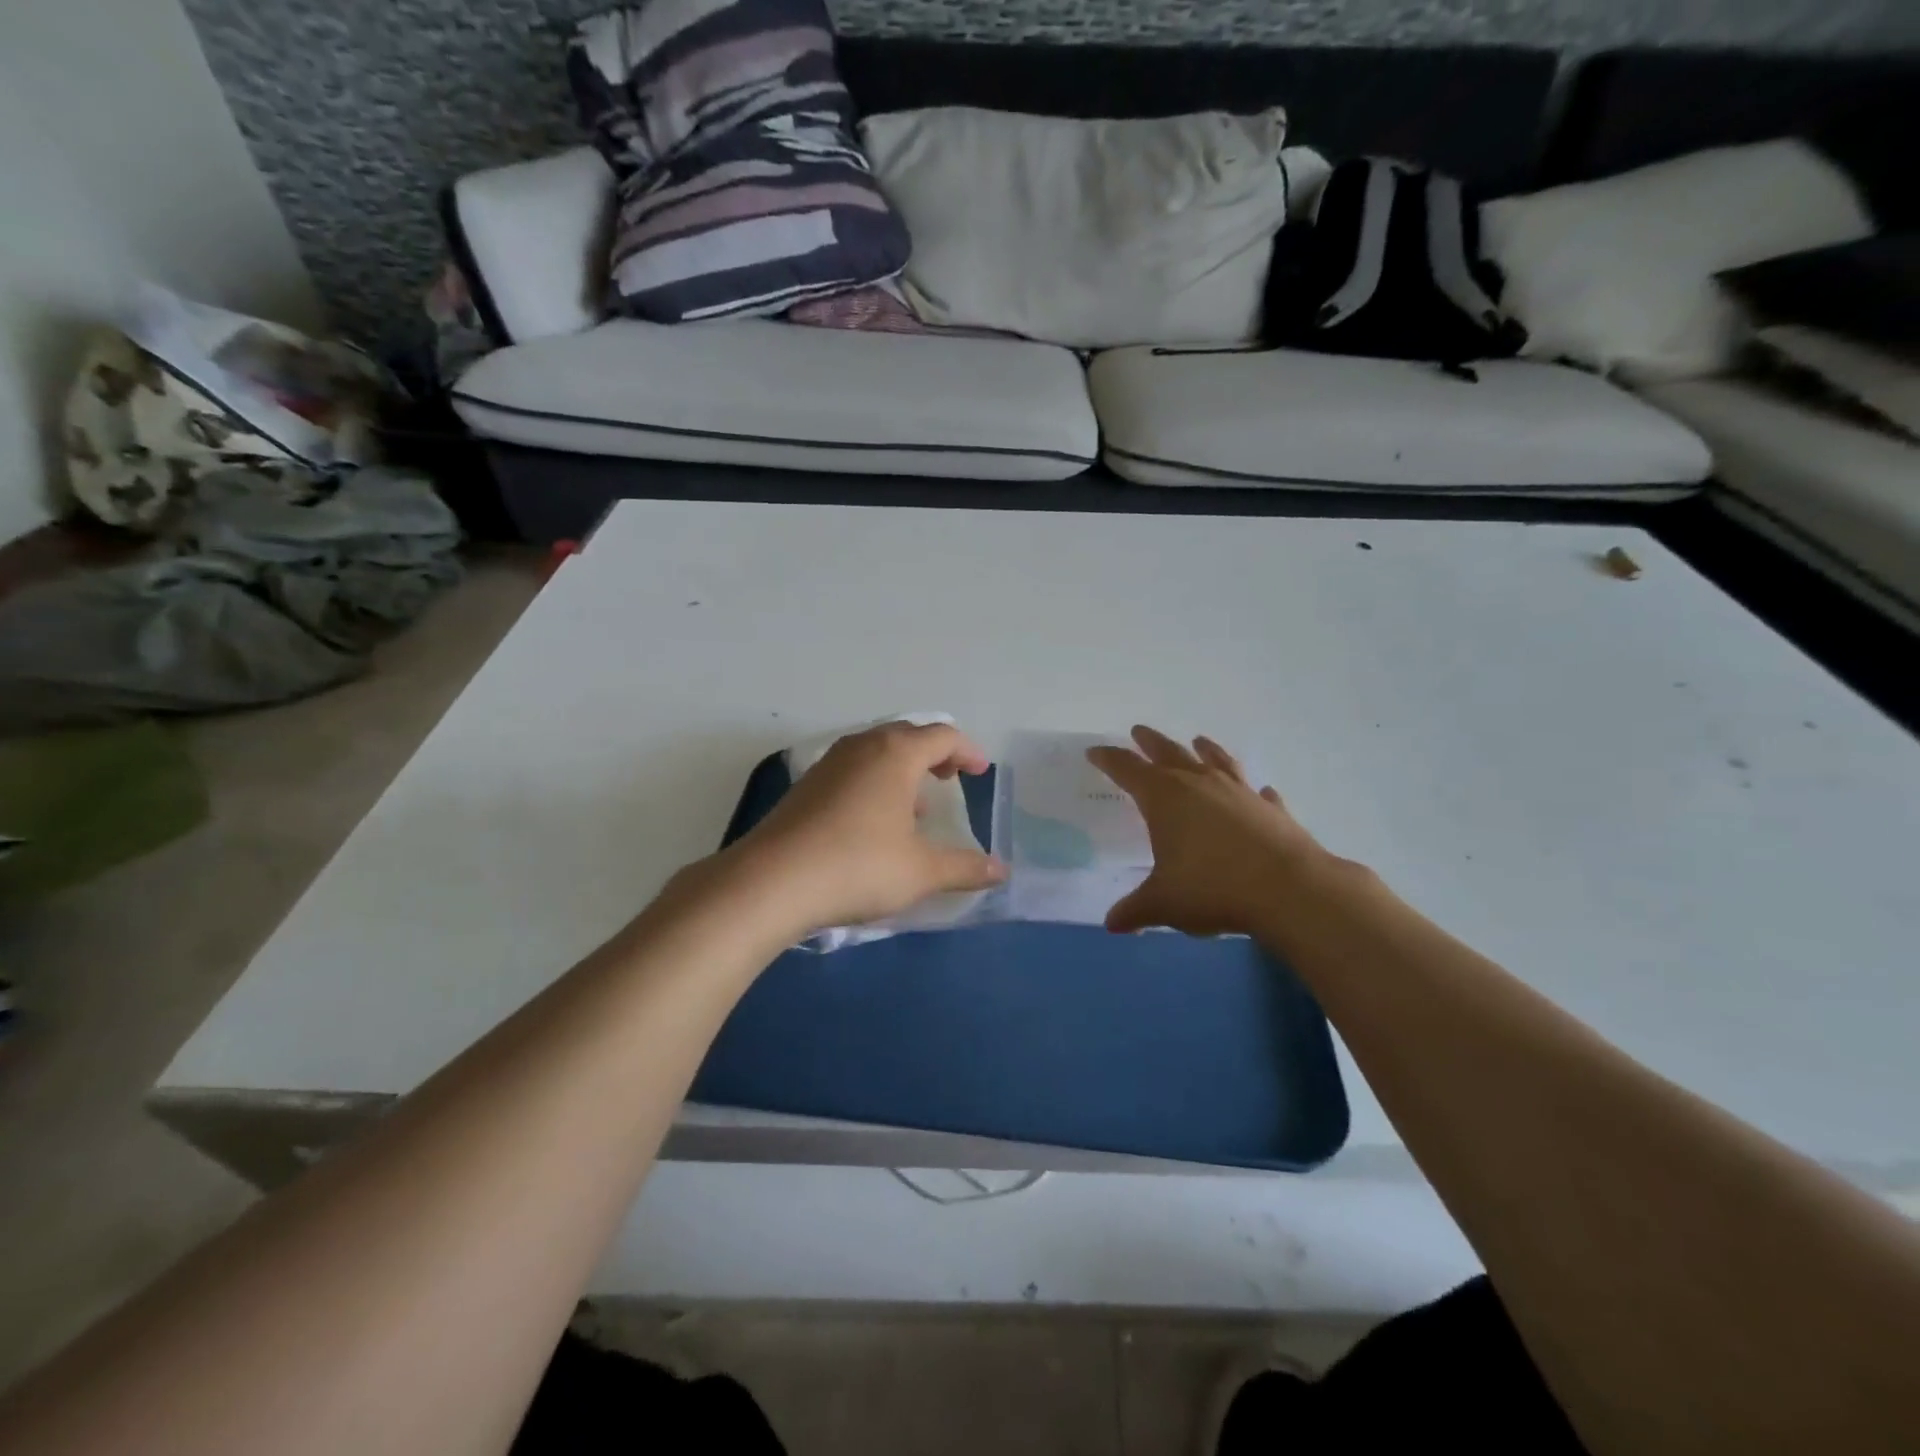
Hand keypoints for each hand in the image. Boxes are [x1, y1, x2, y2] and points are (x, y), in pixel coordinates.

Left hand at [719, 721, 1005, 935]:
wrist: (771, 882)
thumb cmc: (858, 866)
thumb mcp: (921, 871)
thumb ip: (965, 868)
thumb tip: (1002, 871)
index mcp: (895, 754)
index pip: (942, 736)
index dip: (967, 751)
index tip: (980, 771)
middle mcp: (862, 747)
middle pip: (907, 736)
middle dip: (934, 754)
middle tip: (950, 777)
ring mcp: (828, 764)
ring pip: (875, 752)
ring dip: (902, 769)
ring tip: (916, 805)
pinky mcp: (805, 787)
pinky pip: (852, 770)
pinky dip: (874, 783)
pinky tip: (874, 822)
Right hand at [1088, 726, 1332, 937]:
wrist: (1289, 889)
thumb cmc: (1213, 888)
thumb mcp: (1163, 903)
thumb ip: (1135, 910)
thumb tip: (1112, 924)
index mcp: (1164, 798)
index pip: (1128, 769)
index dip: (1109, 759)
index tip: (1095, 752)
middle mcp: (1199, 784)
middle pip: (1169, 753)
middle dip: (1150, 742)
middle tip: (1139, 731)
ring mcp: (1239, 792)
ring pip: (1216, 760)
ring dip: (1204, 750)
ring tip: (1198, 740)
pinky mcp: (1271, 808)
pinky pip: (1257, 792)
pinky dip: (1251, 790)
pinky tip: (1259, 791)